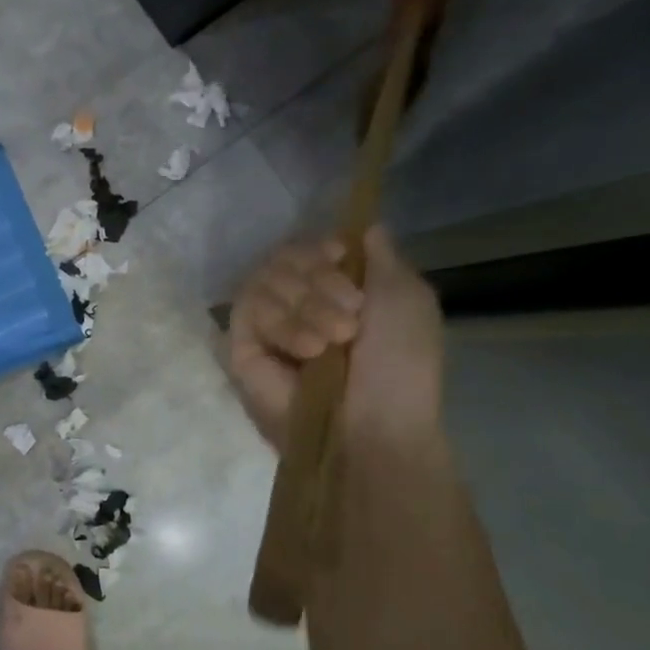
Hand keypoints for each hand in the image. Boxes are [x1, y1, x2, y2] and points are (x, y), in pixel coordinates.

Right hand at [227, 226, 443, 448]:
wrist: (373, 425)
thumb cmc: (400, 367)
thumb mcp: (408, 301)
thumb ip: (383, 258)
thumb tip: (364, 224)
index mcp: (335, 291)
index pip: (307, 247)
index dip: (319, 246)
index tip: (339, 255)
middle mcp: (297, 303)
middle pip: (283, 255)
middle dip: (319, 278)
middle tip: (351, 316)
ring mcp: (267, 325)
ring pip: (264, 277)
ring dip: (305, 304)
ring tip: (332, 341)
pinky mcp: (241, 347)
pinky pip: (247, 307)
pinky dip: (282, 322)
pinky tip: (308, 348)